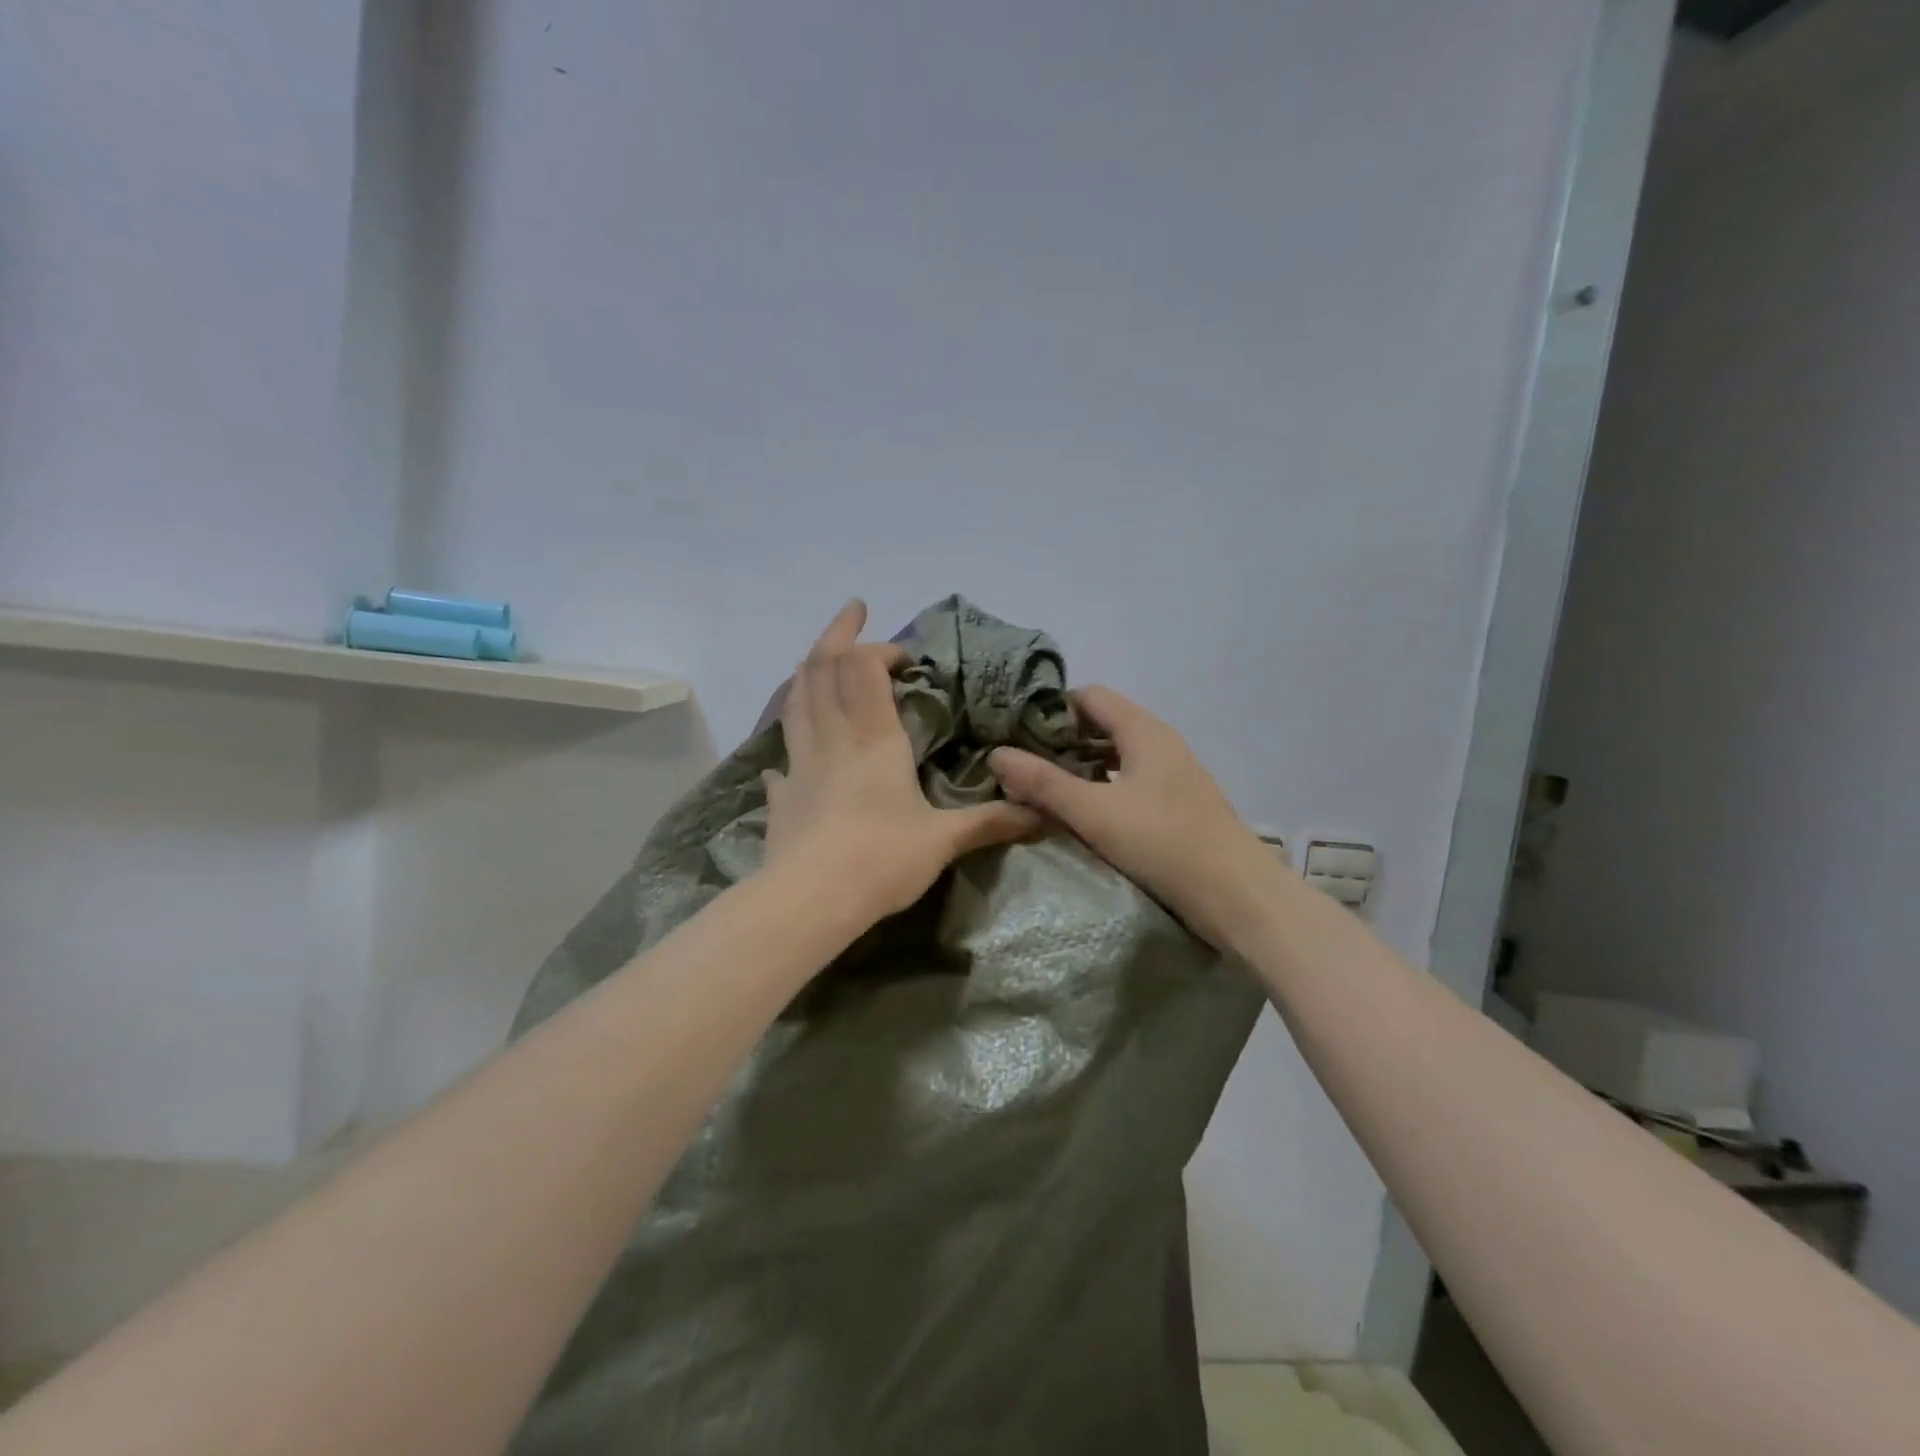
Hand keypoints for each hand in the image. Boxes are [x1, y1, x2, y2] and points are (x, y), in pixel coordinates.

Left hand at [763, 600, 1041, 926]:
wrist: (810, 902)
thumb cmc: (881, 860)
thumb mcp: (944, 841)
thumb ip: (990, 822)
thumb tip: (1042, 815)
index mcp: (873, 739)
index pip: (864, 669)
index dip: (880, 649)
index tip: (905, 657)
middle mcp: (832, 739)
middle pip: (820, 668)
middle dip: (836, 633)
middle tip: (853, 609)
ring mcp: (799, 765)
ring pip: (795, 700)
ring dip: (807, 670)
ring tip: (818, 658)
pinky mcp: (781, 796)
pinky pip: (782, 756)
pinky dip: (790, 740)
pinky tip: (793, 751)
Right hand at [989, 686, 1273, 948]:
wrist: (1238, 898)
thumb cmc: (1164, 844)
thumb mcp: (1094, 812)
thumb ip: (1043, 783)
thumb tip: (996, 754)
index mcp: (1144, 731)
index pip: (1090, 697)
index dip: (1051, 708)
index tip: (1014, 731)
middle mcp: (1159, 744)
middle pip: (1102, 724)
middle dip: (1061, 740)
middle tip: (1020, 762)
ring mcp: (1171, 776)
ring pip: (1115, 756)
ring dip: (1080, 767)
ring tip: (1041, 788)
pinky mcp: (1175, 807)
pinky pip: (1128, 783)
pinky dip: (1100, 789)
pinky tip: (1081, 813)